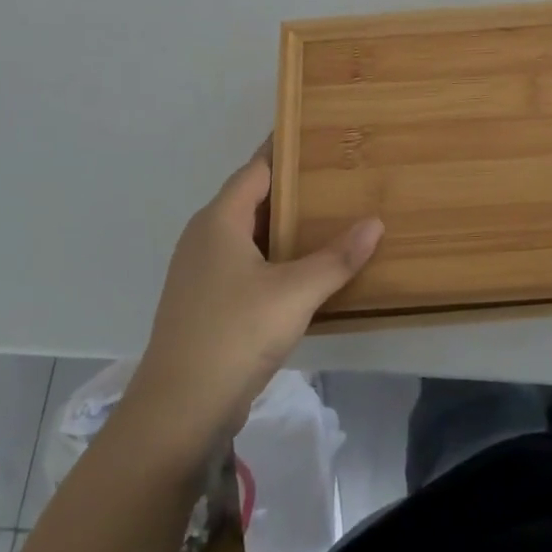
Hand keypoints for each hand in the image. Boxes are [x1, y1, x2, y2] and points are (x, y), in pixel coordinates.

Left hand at [122, 142, 383, 447]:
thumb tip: (375, 223)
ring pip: (249, 234)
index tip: (320, 137)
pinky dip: (273, 255)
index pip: (256, 169)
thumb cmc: (234, 335)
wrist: (176, 414)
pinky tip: (303, 267)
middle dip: (293, 188)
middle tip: (338, 177)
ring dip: (284, 226)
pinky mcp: (204, 302)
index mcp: (219, 221)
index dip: (286, 151)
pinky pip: (244, 262)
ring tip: (330, 217)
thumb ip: (337, 258)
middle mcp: (204, 237)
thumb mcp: (295, 293)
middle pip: (253, 198)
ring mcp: (200, 272)